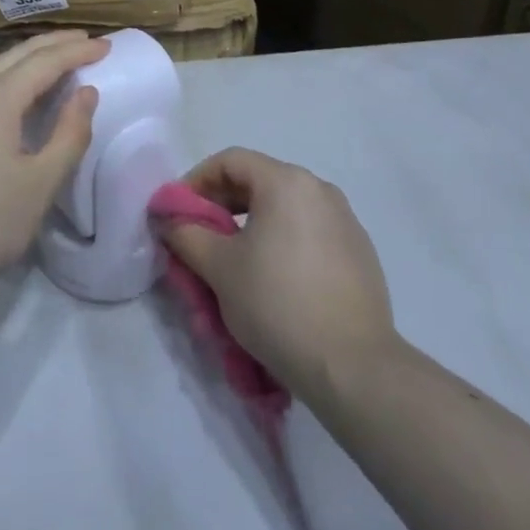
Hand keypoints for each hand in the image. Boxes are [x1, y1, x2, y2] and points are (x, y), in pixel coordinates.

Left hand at [0, 32, 109, 307]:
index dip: (78, 51)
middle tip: (86, 41)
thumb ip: (69, 133)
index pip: (45, 61)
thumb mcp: (41, 182)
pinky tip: (16, 97)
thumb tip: (86, 93)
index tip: (107, 45)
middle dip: (53, 44)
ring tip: (56, 62)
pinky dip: (7, 80)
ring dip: (28, 60)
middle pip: (16, 54)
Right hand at [158, 148, 395, 404]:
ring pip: (285, 208)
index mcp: (287, 182)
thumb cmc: (277, 304)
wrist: (353, 368)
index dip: (196, 181)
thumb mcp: (219, 268)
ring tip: (233, 260)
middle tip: (199, 236)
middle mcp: (320, 190)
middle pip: (258, 181)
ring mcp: (346, 221)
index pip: (230, 161)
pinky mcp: (360, 254)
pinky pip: (309, 232)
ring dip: (251, 224)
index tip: (177, 212)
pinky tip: (273, 279)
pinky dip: (282, 242)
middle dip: (222, 204)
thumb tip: (169, 220)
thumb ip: (186, 234)